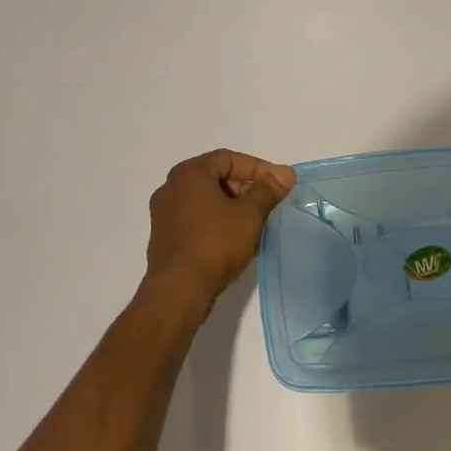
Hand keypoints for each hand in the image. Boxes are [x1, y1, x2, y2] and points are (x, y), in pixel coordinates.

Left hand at [144, 149, 295, 306]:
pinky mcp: (165, 237)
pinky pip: (197, 219)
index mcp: (188, 174)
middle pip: (216, 177)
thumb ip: (268, 190)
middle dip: (246, 188)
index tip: (279, 184)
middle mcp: (171, 188)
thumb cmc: (215, 244)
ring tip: (257, 223)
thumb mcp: (249, 214)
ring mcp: (164, 214)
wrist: (178, 291)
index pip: (228, 158)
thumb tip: (285, 173)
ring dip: (233, 207)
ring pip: (206, 200)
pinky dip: (218, 222)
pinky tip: (236, 240)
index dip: (258, 168)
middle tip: (269, 203)